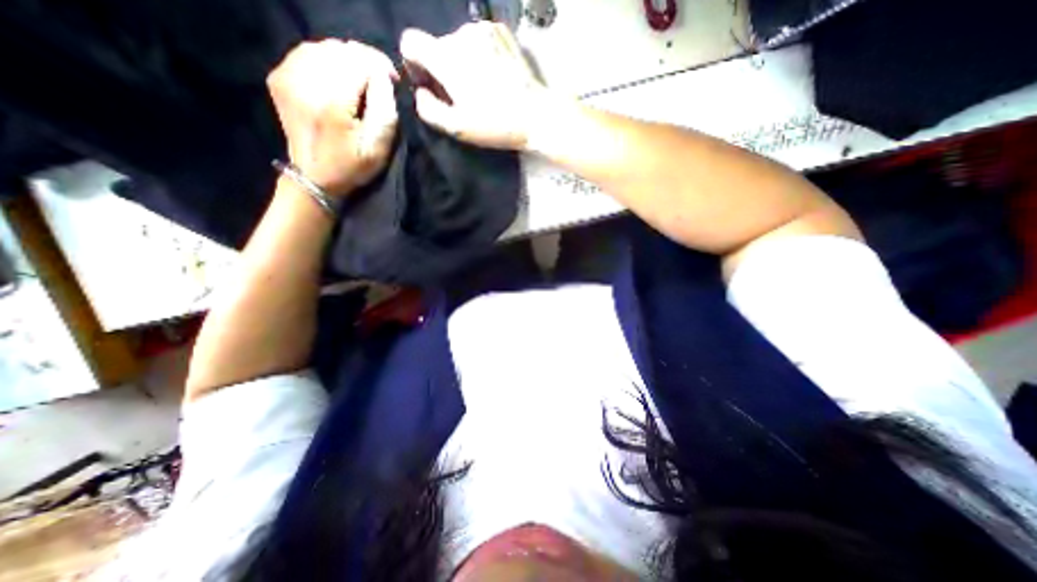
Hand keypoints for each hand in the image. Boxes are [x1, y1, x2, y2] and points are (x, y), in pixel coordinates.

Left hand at [264, 39, 397, 197]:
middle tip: (379, 80)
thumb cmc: (352, 167)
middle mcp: (304, 83)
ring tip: (361, 79)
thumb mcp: (378, 148)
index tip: (394, 81)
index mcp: (332, 103)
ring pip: (323, 48)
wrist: (314, 178)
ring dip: (346, 60)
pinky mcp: (279, 78)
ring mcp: (287, 77)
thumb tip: (382, 76)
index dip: (380, 66)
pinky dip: (326, 60)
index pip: (359, 62)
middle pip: (340, 50)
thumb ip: (384, 109)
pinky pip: (305, 53)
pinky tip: (338, 78)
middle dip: (364, 61)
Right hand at [399, 22, 554, 148]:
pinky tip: (493, 77)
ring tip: (480, 89)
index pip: (410, 42)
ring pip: (458, 43)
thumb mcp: (457, 128)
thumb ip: (428, 109)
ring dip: (462, 63)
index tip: (430, 85)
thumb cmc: (496, 125)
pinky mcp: (501, 32)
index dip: (414, 64)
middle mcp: (462, 34)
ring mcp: (484, 29)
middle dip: (442, 69)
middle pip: (437, 46)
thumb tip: (420, 92)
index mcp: (447, 57)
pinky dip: (479, 56)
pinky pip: (478, 40)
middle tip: (461, 97)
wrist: (536, 116)